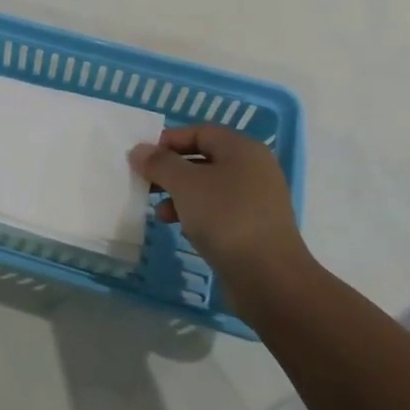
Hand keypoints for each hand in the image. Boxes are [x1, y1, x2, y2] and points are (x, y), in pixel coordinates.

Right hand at [129, 123, 313, 282]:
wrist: (269, 278)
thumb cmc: (226, 218)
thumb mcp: (185, 184)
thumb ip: (159, 163)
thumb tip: (139, 150)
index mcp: (242, 149)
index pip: (199, 132)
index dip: (168, 141)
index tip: (143, 159)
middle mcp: (254, 169)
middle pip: (203, 159)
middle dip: (171, 171)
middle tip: (145, 184)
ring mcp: (257, 200)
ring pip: (209, 188)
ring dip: (180, 196)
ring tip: (159, 213)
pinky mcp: (254, 228)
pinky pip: (219, 212)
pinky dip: (197, 215)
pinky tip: (181, 229)